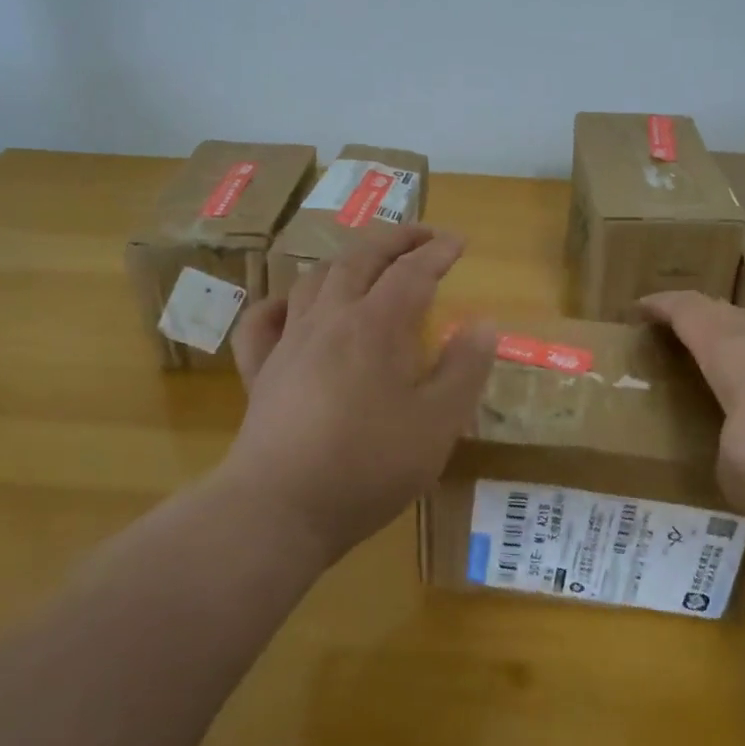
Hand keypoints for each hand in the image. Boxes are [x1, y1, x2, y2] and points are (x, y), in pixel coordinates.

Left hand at [222, 224, 496, 562]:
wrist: (279, 510)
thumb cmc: (368, 466)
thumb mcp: (438, 423)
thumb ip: (465, 368)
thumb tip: (483, 323)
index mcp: (377, 325)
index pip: (412, 272)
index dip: (438, 251)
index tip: (460, 242)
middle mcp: (330, 319)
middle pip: (360, 259)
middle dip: (395, 239)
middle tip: (422, 235)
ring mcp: (289, 343)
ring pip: (314, 280)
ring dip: (346, 261)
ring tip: (367, 262)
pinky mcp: (260, 373)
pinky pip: (263, 322)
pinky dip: (280, 304)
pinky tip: (291, 307)